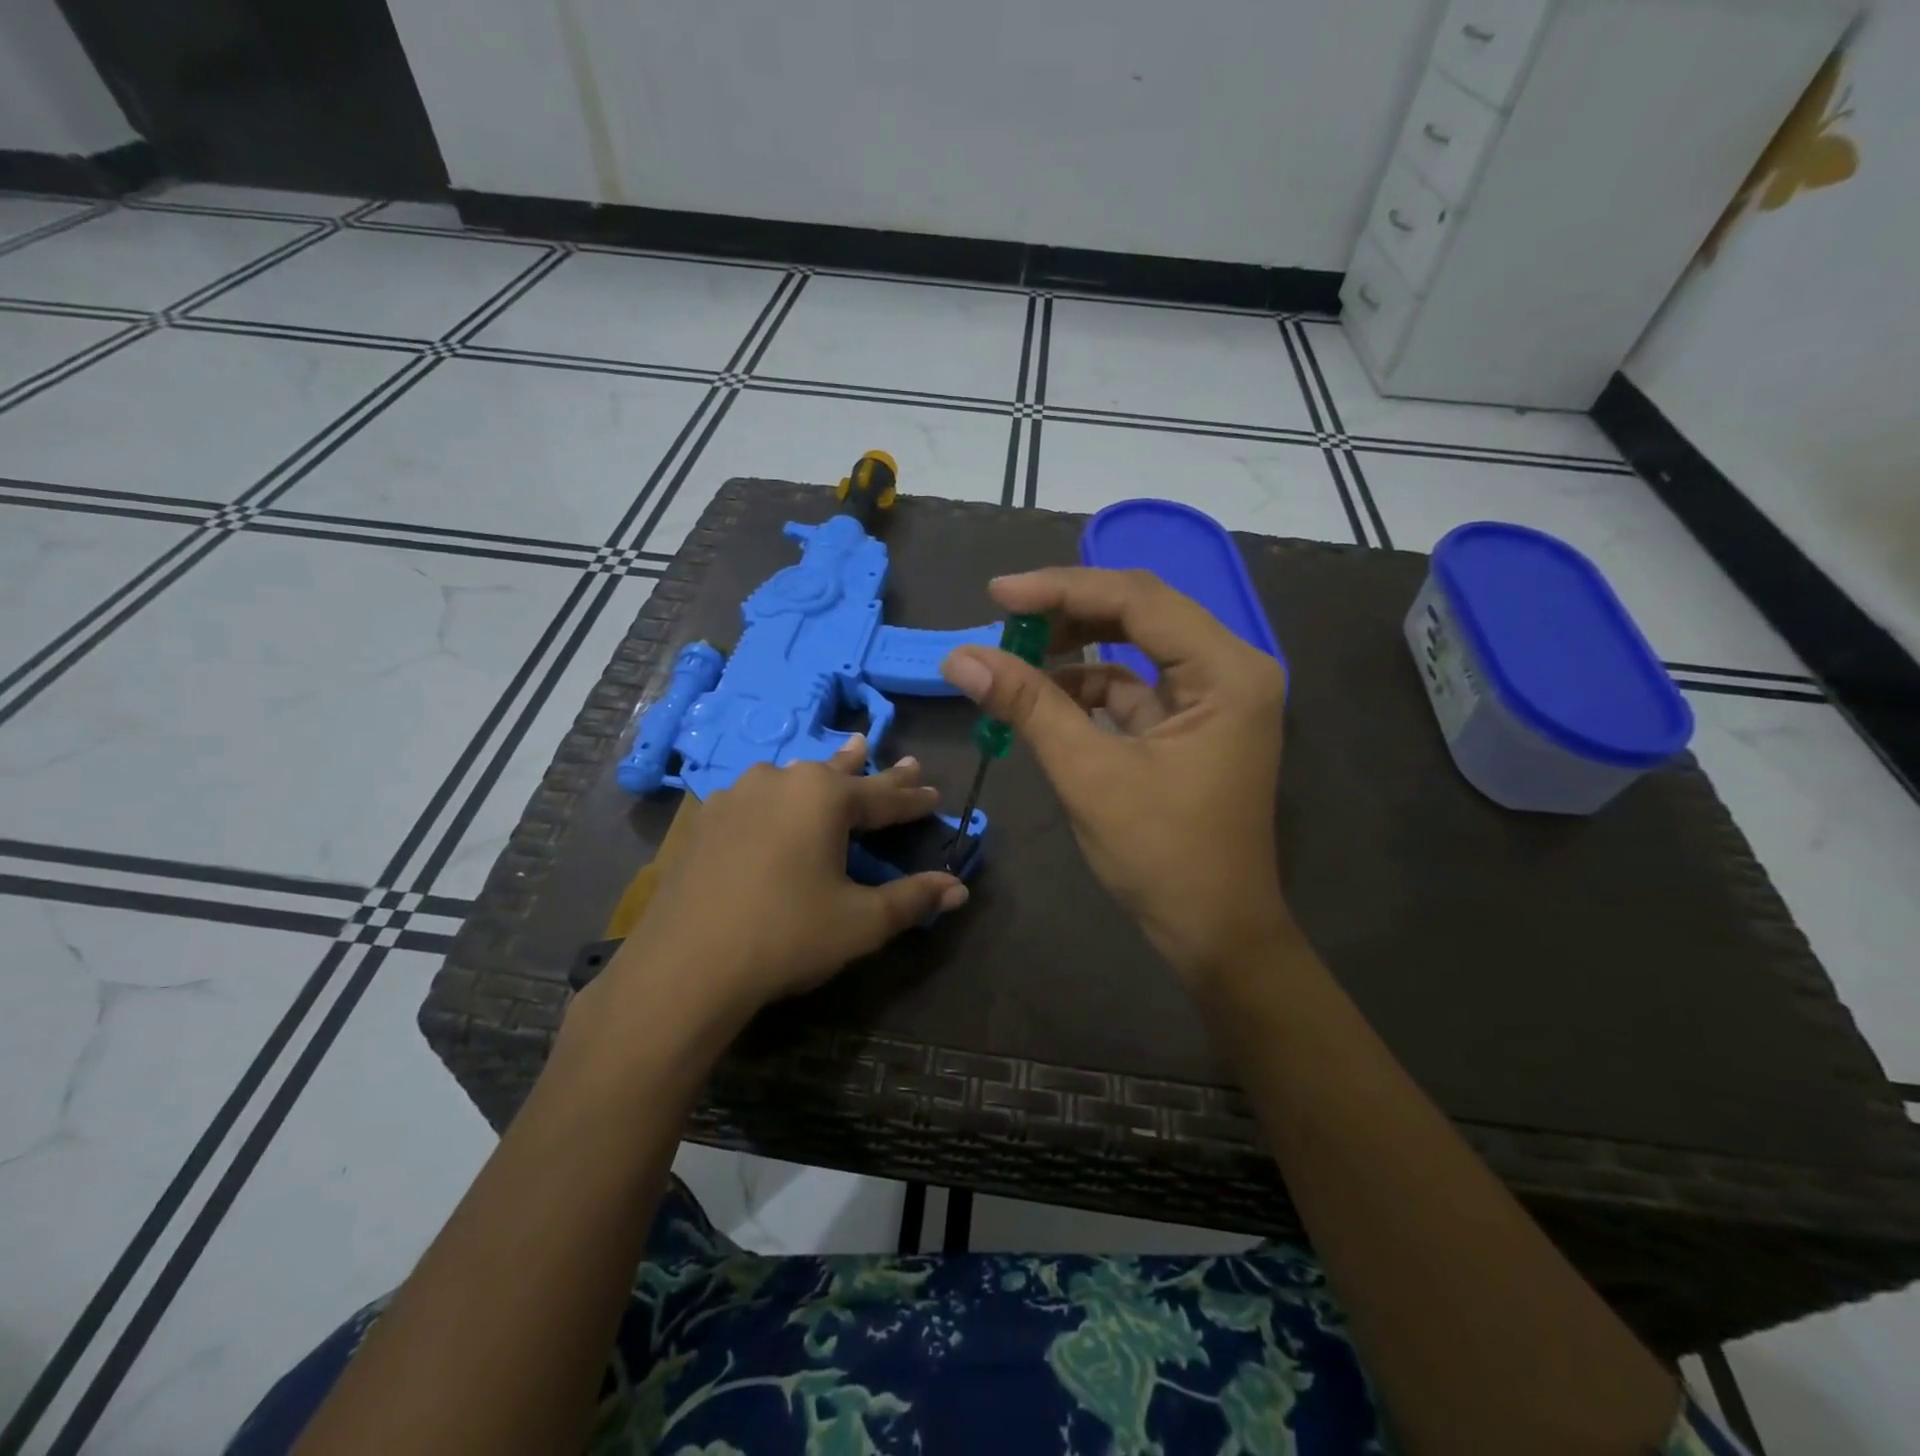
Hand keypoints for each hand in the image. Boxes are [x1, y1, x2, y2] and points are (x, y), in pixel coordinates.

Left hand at [594, 737, 967, 1032]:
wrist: (685, 964)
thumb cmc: (786, 936)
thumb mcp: (860, 922)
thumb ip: (912, 900)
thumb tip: (959, 889)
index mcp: (824, 797)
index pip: (883, 797)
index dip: (913, 800)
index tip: (934, 794)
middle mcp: (781, 781)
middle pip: (841, 775)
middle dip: (875, 772)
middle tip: (904, 761)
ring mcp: (737, 795)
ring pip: (795, 778)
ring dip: (825, 773)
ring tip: (845, 756)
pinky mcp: (706, 818)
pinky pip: (757, 797)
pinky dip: (780, 797)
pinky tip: (775, 801)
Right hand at [941, 568, 1287, 978]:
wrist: (1214, 932)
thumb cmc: (1163, 855)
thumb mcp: (1089, 774)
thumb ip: (1028, 706)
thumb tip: (960, 657)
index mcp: (1227, 670)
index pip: (1138, 599)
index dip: (1062, 589)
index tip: (997, 596)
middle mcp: (1230, 669)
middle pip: (1139, 613)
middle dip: (1067, 614)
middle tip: (1003, 622)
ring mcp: (1214, 697)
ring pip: (1133, 647)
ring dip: (1074, 651)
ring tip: (1013, 661)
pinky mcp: (1192, 723)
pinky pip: (1134, 686)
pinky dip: (1087, 689)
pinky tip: (1045, 700)